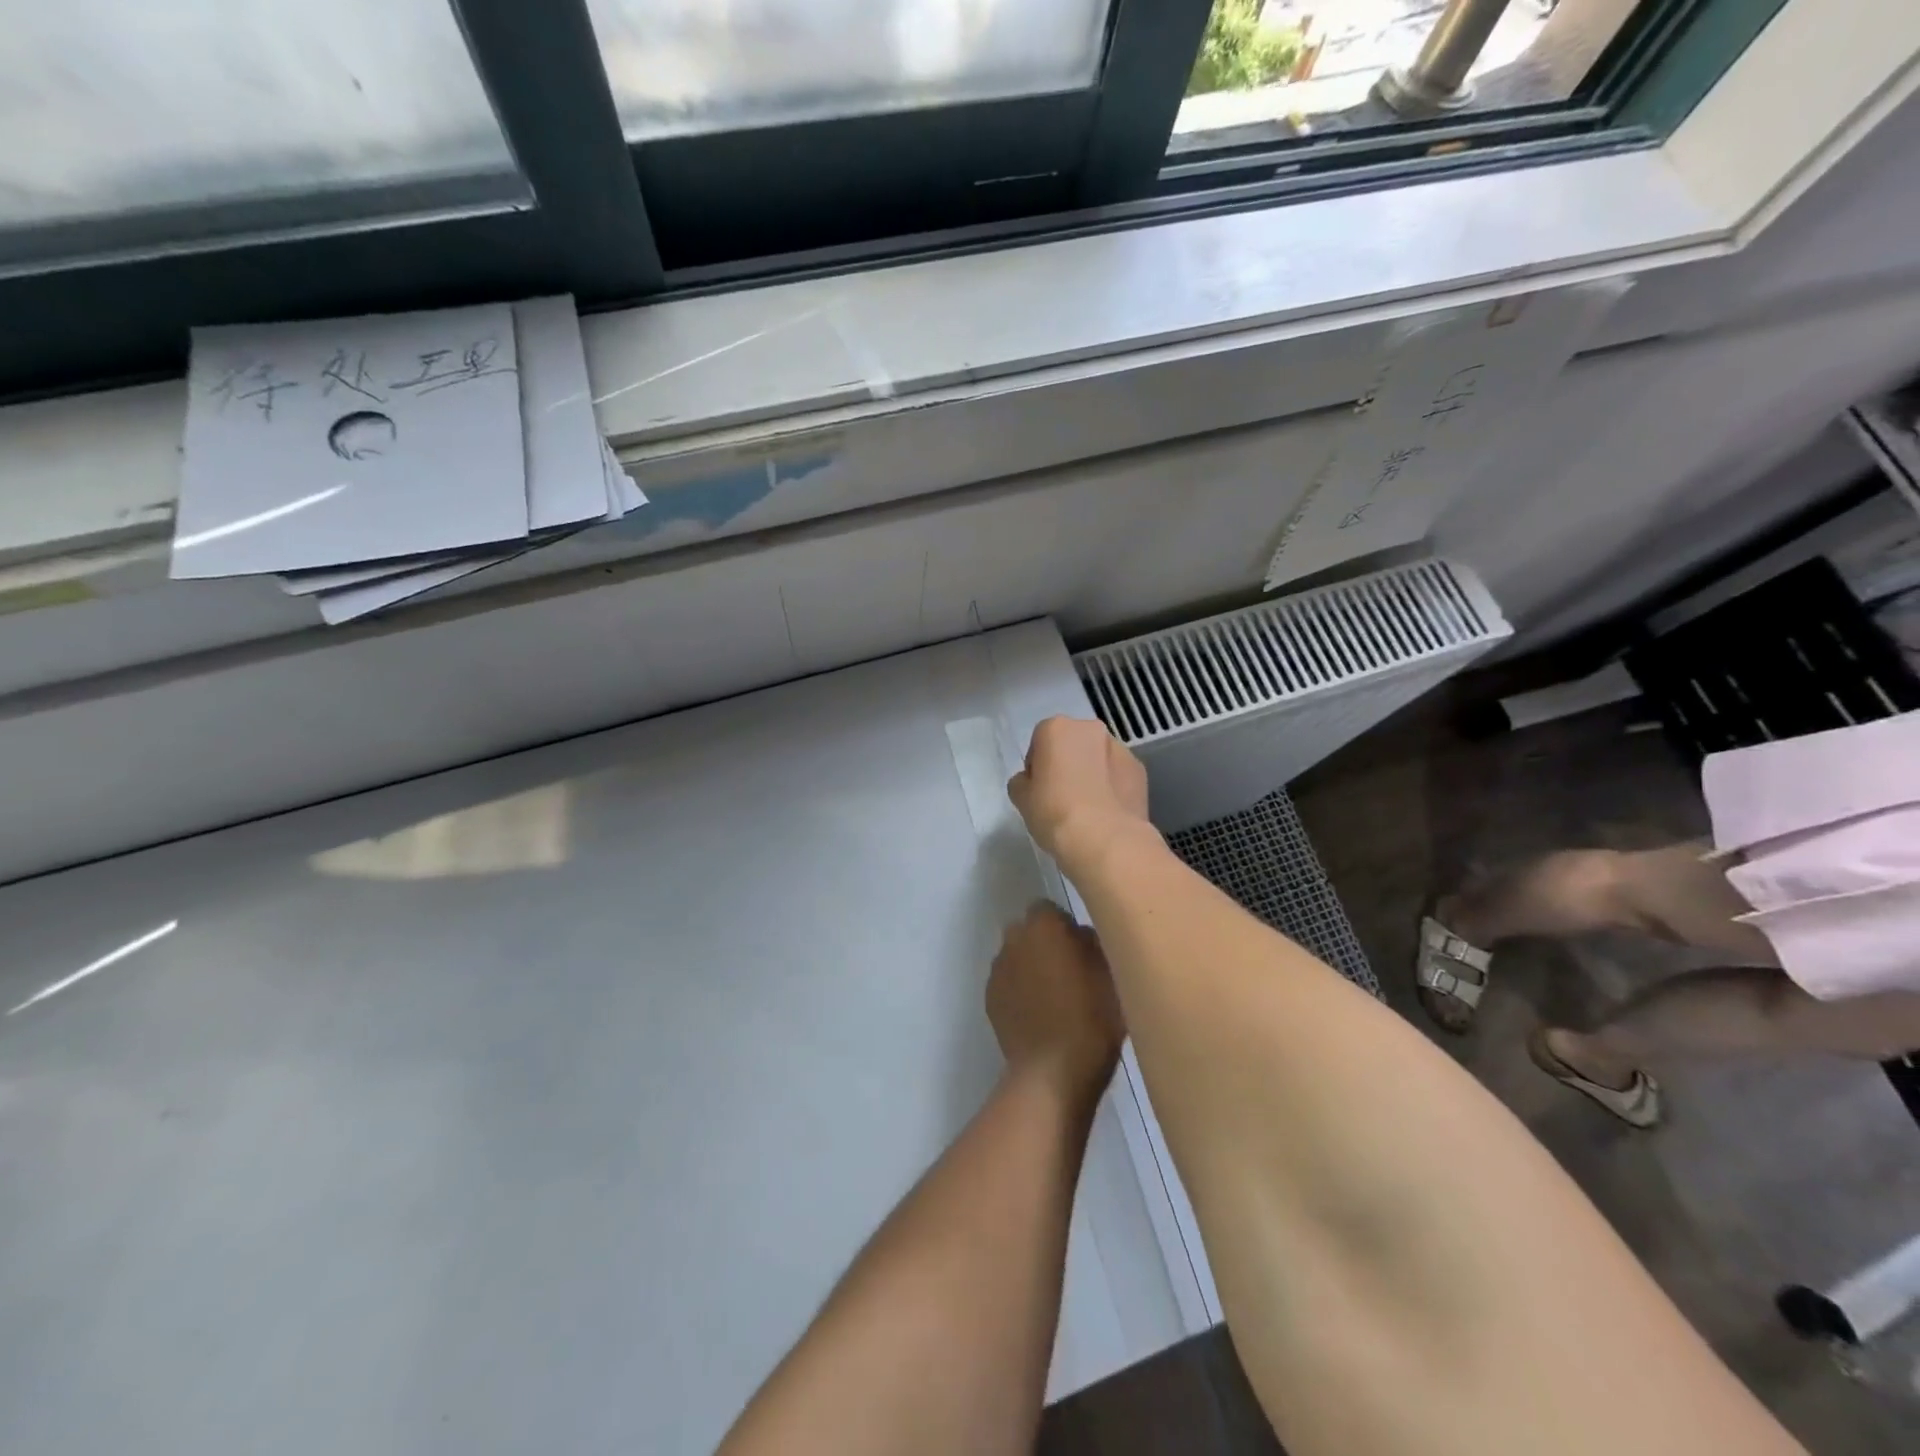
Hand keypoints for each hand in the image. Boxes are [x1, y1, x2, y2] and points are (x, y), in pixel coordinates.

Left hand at [986, 902, 1124, 1095]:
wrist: (1052, 1072)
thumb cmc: (1091, 1017)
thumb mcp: (1111, 973)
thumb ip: (1094, 943)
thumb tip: (1080, 935)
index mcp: (1043, 925)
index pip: (1049, 909)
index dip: (1065, 926)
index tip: (1082, 949)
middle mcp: (1013, 939)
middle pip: (1029, 931)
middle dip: (1045, 944)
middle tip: (1070, 971)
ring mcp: (998, 970)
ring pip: (1016, 957)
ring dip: (1031, 967)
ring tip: (1054, 997)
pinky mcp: (990, 999)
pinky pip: (1008, 984)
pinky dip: (1020, 991)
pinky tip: (1038, 1015)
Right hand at [1006, 717, 1151, 876]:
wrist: (1103, 839)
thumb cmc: (1053, 812)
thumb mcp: (1020, 798)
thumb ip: (1022, 782)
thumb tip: (1031, 782)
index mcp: (1056, 728)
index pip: (1040, 741)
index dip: (1037, 766)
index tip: (1038, 789)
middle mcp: (1090, 729)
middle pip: (1072, 744)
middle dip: (1068, 763)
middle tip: (1061, 797)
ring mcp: (1120, 749)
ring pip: (1098, 758)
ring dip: (1092, 773)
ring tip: (1087, 809)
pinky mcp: (1140, 771)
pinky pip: (1118, 775)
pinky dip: (1112, 787)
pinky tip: (1106, 814)